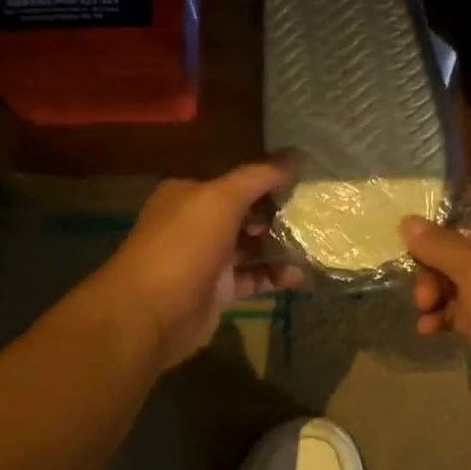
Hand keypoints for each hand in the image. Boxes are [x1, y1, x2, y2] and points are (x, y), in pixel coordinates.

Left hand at [93, 159, 302, 369]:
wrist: (153, 312)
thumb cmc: (184, 245)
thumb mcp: (221, 199)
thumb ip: (258, 177)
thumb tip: (296, 156)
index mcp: (189, 194)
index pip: (235, 181)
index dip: (268, 179)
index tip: (306, 179)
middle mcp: (196, 224)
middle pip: (245, 214)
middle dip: (278, 213)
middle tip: (317, 213)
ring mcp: (207, 260)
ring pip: (251, 248)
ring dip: (280, 246)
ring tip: (316, 243)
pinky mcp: (218, 291)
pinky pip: (253, 278)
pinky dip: (275, 276)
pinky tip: (301, 274)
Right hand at [400, 183, 470, 439]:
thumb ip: (443, 246)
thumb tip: (408, 223)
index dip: (461, 196)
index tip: (421, 208)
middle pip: (468, 243)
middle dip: (436, 259)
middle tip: (419, 284)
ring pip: (461, 280)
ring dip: (435, 290)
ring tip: (423, 311)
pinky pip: (463, 312)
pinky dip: (443, 316)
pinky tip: (428, 330)